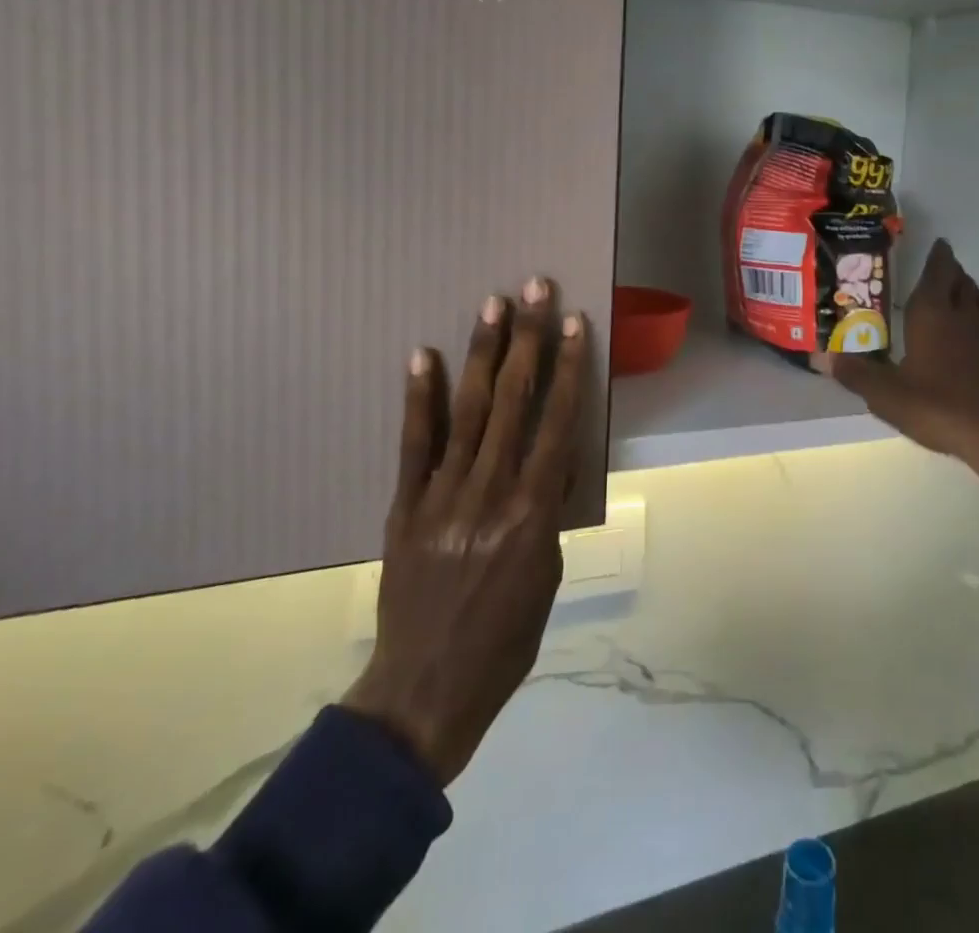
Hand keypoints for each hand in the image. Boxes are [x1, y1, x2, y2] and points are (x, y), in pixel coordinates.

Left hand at [342, 277, 586, 784]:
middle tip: (535, 289)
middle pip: (514, 402)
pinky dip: (420, 398)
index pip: (558, 423)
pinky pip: (413, 444)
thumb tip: (552, 457)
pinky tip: (424, 356)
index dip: (568, 368)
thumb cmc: (506, 638)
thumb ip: (548, 507)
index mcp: (533, 514)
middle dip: (528, 340)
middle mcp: (490, 493)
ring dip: (482, 354)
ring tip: (493, 305)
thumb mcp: (549, 573)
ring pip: (468, 411)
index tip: (575, 323)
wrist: (426, 689)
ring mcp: (442, 496)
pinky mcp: (404, 506)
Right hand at [815, 240, 978, 586]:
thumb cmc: (941, 406)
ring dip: (967, 291)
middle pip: (960, 282)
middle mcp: (964, 317)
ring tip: (956, 291)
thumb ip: (858, 375)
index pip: (937, 273)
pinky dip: (977, 319)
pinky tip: (969, 337)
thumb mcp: (888, 395)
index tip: (938, 243)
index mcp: (933, 314)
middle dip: (950, 270)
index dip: (937, 256)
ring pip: (978, 301)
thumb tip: (828, 357)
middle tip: (939, 265)